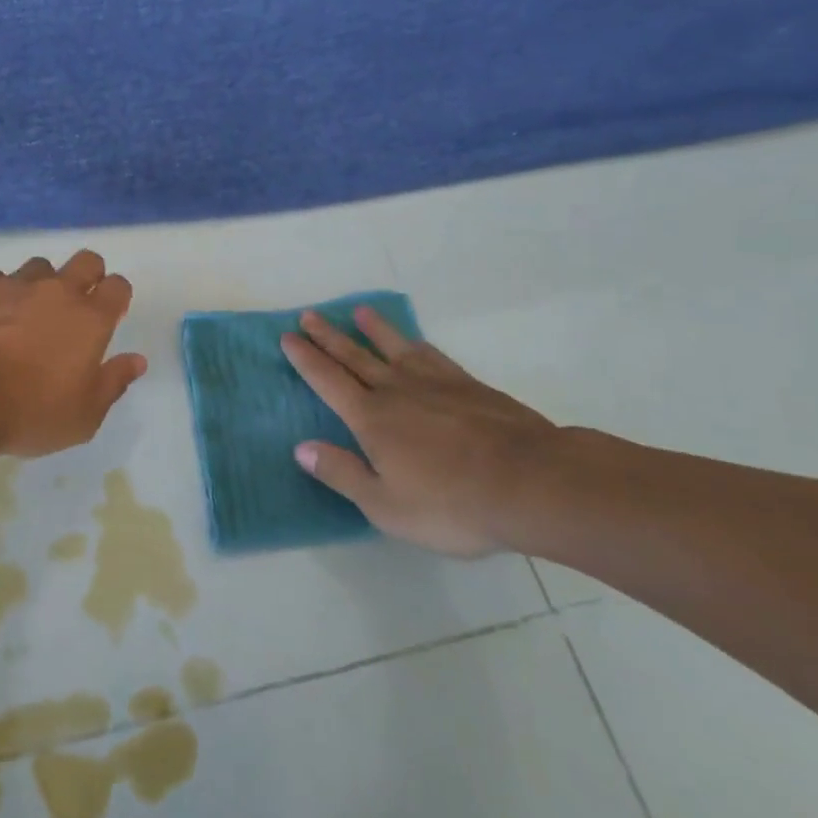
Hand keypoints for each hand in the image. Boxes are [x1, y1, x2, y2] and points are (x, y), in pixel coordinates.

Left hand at [0, 250, 147, 457]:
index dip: (117, 297)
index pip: (119, 286)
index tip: (109, 315)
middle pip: (87, 260)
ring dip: (41, 284)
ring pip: (40, 267)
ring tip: (26, 314)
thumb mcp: (82, 416)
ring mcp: (16, 283)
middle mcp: (58, 290)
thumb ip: (113, 383)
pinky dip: (0, 295)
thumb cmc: (27, 411)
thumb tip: (137, 360)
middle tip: (75, 306)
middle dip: (88, 275)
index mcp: (91, 319)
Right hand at [282, 306, 558, 556]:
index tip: (287, 337)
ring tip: (359, 312)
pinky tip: (414, 342)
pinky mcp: (467, 385)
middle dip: (328, 336)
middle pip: (355, 356)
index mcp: (371, 419)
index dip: (306, 359)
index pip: (328, 381)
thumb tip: (301, 447)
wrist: (530, 483)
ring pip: (394, 348)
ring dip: (373, 330)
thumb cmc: (451, 503)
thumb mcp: (386, 505)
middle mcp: (396, 391)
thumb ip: (342, 473)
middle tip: (308, 314)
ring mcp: (434, 383)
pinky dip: (416, 344)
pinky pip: (432, 355)